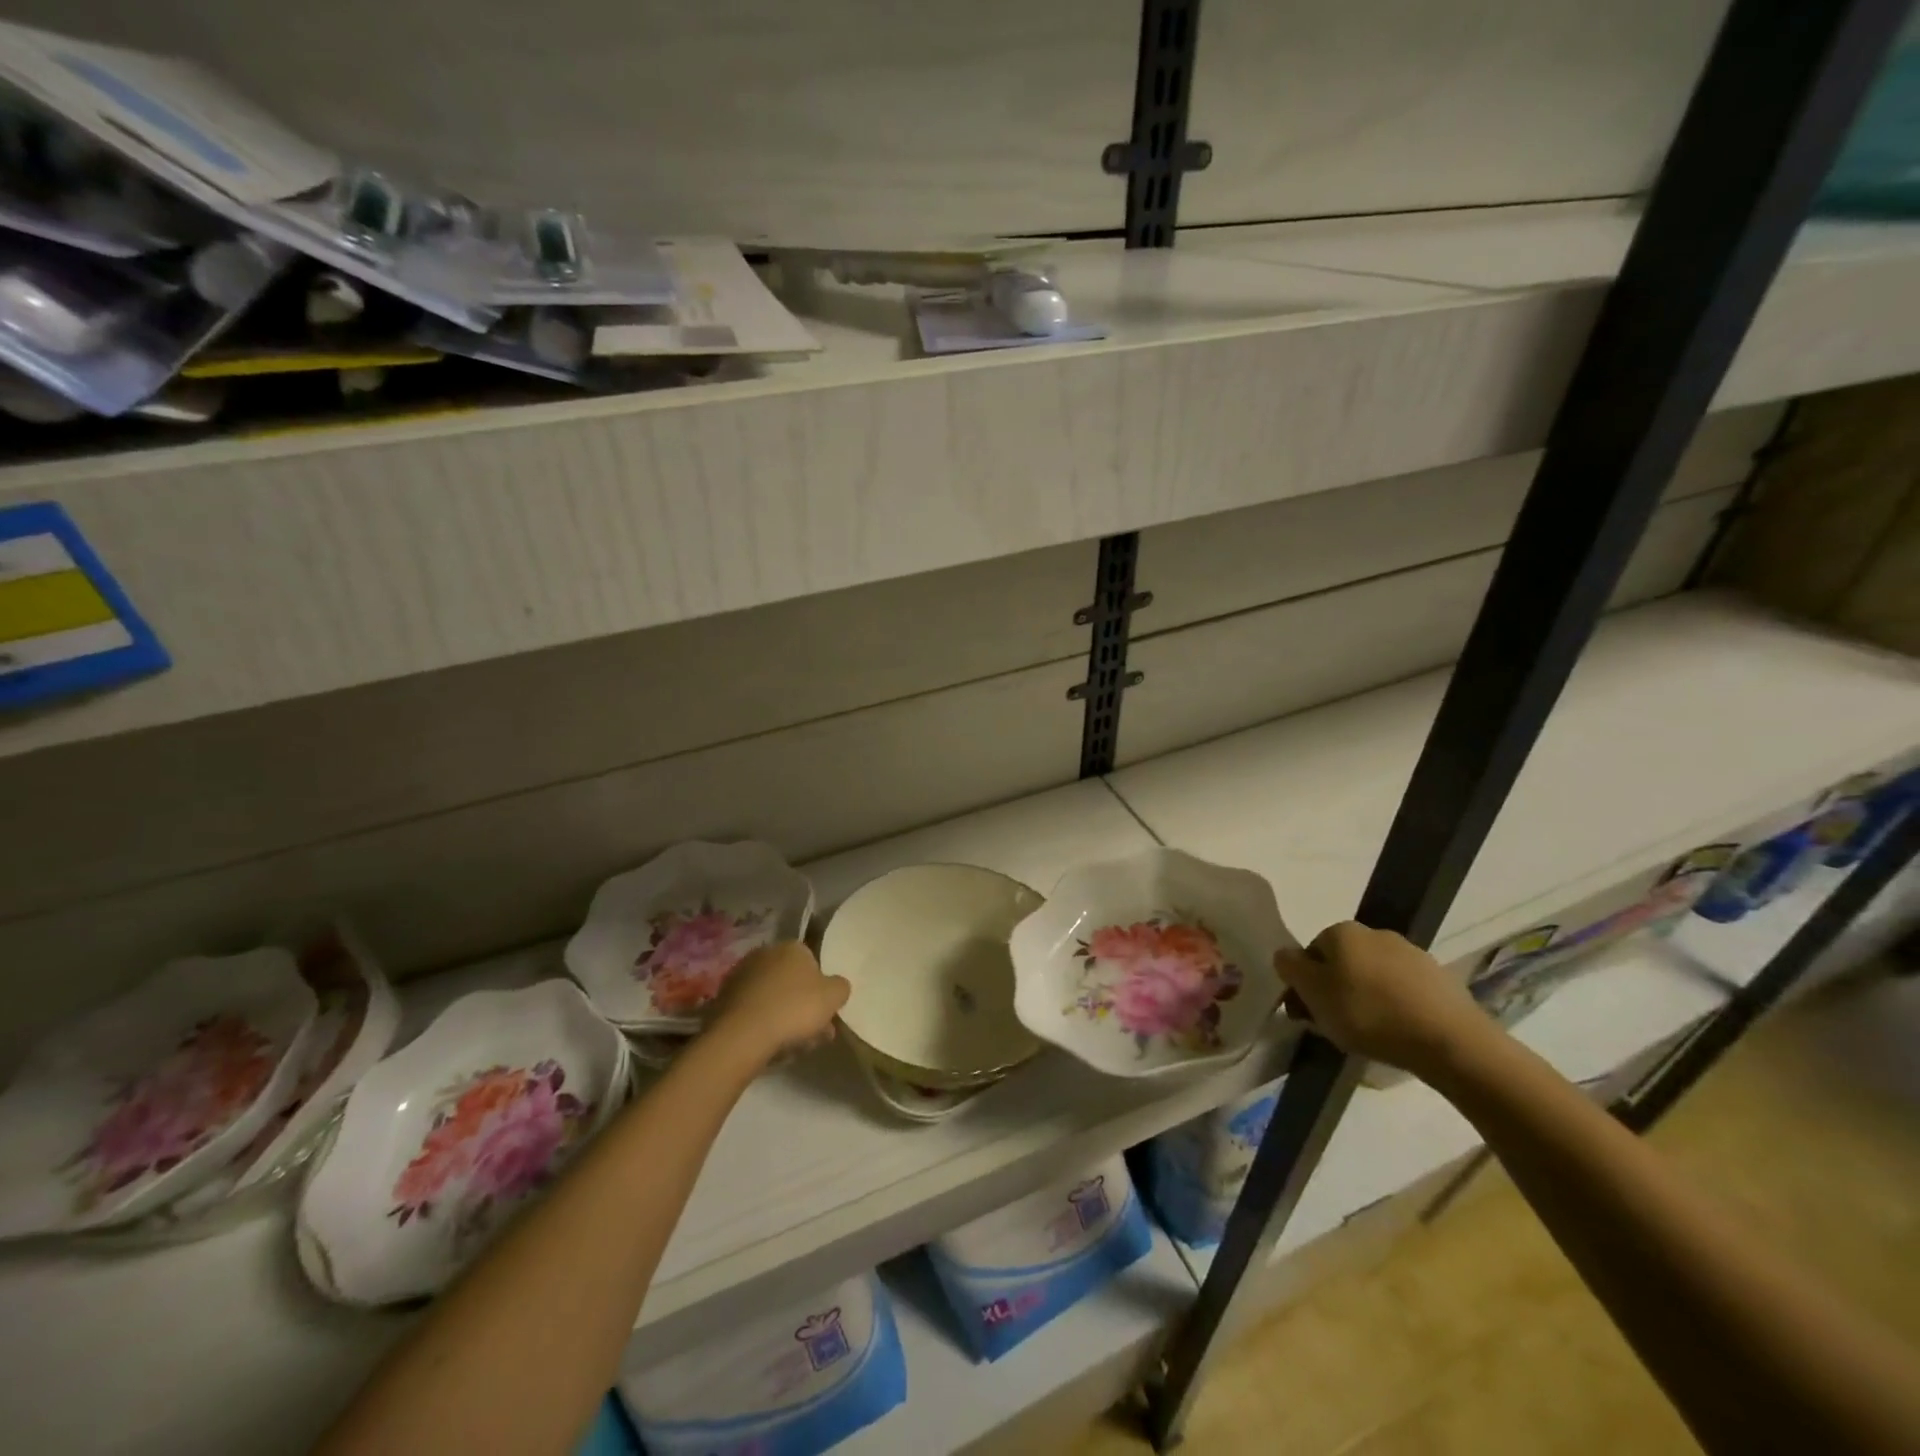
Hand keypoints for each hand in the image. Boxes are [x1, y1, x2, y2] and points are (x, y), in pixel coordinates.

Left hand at [707, 941, 849, 1066]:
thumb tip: (836, 986)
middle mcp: (765, 954)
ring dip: (784, 1016)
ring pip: (773, 998)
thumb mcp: (834, 996)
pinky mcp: (724, 1000)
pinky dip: (763, 1024)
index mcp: (791, 947)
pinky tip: (771, 1045)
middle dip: (804, 1004)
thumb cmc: (794, 1008)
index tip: (826, 1011)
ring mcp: (741, 976)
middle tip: (815, 1032)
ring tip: (795, 1046)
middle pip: (792, 981)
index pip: (813, 962)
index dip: (821, 988)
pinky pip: (754, 1011)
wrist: (742, 1036)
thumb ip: (840, 987)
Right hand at [1276, 921, 1493, 1075]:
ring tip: (1368, 1034)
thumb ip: (1290, 968)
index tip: (1308, 1014)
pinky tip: (1397, 1032)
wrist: (1449, 1040)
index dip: (1305, 984)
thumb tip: (1285, 956)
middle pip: (1342, 962)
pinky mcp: (1440, 979)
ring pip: (1373, 976)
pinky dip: (1395, 1007)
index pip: (1310, 952)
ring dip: (1365, 998)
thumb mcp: (1313, 993)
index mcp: (1342, 931)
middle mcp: (1376, 932)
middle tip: (1334, 1025)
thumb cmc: (1368, 1013)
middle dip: (1335, 990)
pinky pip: (1403, 991)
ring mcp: (1412, 954)